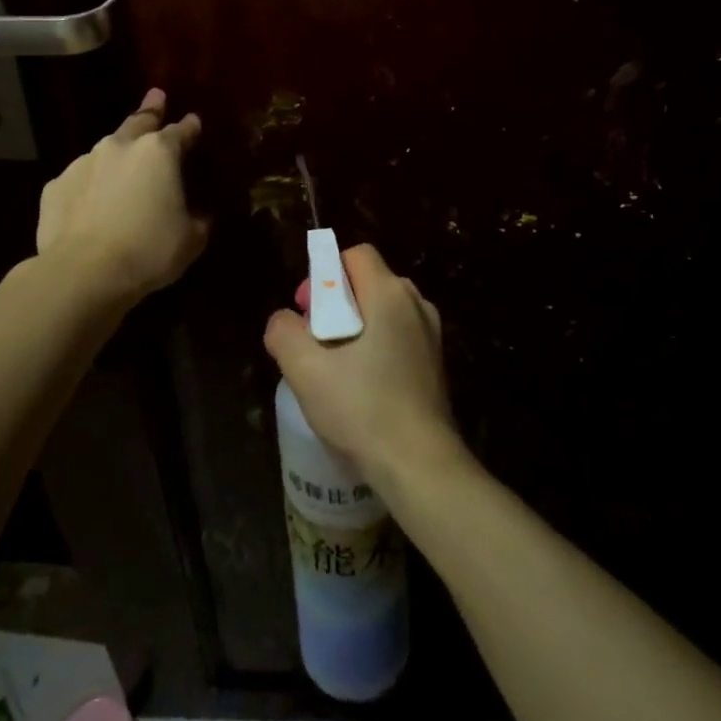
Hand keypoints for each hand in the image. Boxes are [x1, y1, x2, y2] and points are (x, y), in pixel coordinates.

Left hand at [36, 90, 209, 302]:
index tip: (194, 121)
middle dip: (150, 110)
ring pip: (106, 151)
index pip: (180, 131)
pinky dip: (89, 186)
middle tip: (156, 97)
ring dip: (117, 155)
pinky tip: (91, 204)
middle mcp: (120, 147)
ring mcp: (83, 163)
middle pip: (138, 122)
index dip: (190, 126)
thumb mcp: (191, 239)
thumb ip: (198, 219)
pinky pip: (80, 180)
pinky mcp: (55, 186)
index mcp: (159, 152)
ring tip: (122, 167)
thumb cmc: (148, 250)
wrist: (83, 273)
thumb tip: (200, 216)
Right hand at [264, 244, 463, 488]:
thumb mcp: (305, 370)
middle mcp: (416, 304)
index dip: (325, 274)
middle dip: (336, 303)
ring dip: (355, 328)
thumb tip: (284, 320)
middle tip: (315, 342)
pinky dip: (376, 348)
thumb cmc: (362, 409)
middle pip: (368, 282)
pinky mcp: (436, 364)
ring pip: (383, 312)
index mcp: (390, 294)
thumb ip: (284, 332)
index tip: (309, 311)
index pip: (355, 255)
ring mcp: (431, 335)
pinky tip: (362, 388)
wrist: (421, 465)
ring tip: (335, 369)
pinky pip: (398, 337)